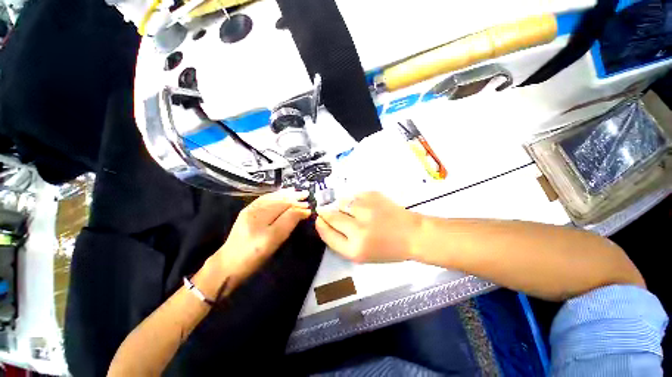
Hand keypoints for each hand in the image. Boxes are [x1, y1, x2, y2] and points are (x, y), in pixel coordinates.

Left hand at [208, 190, 310, 291]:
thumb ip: (289, 222)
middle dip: (293, 197)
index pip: (285, 206)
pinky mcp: (247, 211)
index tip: (310, 208)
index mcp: (262, 218)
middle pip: (279, 200)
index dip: (299, 206)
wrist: (229, 263)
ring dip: (285, 193)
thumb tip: (304, 211)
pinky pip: (264, 199)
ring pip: (272, 197)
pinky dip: (275, 194)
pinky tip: (281, 193)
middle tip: (306, 194)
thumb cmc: (254, 255)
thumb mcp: (274, 240)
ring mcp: (250, 209)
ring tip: (296, 191)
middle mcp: (256, 209)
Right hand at [315, 192, 420, 262]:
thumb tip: (325, 221)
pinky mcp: (374, 196)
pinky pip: (355, 195)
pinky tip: (365, 206)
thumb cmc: (387, 249)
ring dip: (342, 205)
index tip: (319, 219)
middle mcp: (358, 230)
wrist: (412, 234)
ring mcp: (366, 210)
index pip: (327, 234)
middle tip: (326, 210)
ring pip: (342, 202)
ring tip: (352, 210)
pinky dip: (355, 200)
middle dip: (326, 212)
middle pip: (332, 216)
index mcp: (355, 250)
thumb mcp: (362, 255)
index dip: (321, 225)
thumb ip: (341, 240)